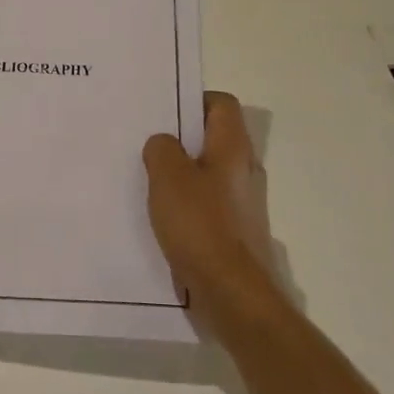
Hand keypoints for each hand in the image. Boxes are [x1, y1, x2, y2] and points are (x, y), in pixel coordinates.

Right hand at [142, 92, 283, 329]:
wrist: (231, 293)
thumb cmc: (200, 226)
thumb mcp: (168, 177)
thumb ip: (161, 149)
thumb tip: (164, 144)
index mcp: (233, 149)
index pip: (222, 104)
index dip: (194, 100)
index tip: (164, 113)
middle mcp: (245, 171)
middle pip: (215, 138)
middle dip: (182, 138)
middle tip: (148, 144)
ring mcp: (243, 203)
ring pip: (210, 173)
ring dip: (182, 173)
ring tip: (148, 179)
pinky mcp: (235, 231)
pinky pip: (208, 203)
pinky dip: (187, 203)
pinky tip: (162, 216)